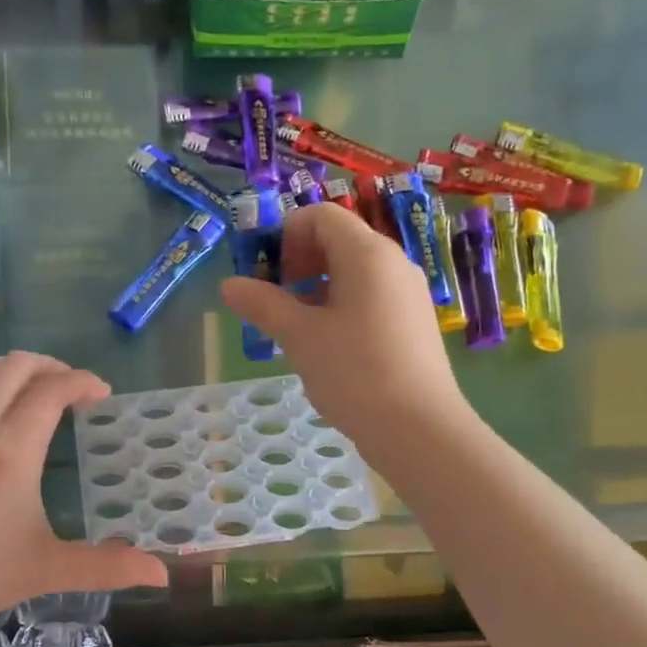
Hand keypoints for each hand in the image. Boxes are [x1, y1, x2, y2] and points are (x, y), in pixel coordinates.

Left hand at [0, 353, 167, 627]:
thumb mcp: (48, 569)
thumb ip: (107, 566)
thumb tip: (162, 574)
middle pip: (15, 366)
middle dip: (51, 366)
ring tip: (37, 387)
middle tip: (74, 388)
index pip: (50, 391)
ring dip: (15, 366)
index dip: (81, 382)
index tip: (102, 393)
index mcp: (11, 450)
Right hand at [220, 203, 469, 454]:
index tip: (266, 272)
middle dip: (299, 261)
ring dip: (317, 286)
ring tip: (294, 325)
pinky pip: (370, 296)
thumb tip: (228, 285)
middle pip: (339, 240)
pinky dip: (340, 305)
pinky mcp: (413, 322)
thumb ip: (263, 304)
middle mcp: (393, 263)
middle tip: (274, 298)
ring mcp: (407, 293)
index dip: (286, 234)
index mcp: (367, 254)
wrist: (419, 429)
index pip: (321, 216)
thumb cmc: (355, 373)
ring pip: (354, 272)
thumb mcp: (300, 336)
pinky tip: (326, 344)